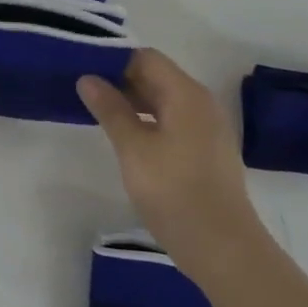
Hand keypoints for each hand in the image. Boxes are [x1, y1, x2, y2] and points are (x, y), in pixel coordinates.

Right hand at [77, 49, 262, 278]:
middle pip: (157, 77)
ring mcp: (208, 128)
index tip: (84, 71)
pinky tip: (128, 141)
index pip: (146, 58)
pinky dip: (150, 122)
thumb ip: (110, 109)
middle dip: (121, 81)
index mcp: (186, 94)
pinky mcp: (208, 151)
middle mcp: (201, 103)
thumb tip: (88, 78)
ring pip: (165, 101)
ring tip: (100, 116)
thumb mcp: (133, 148)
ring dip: (134, 103)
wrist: (223, 248)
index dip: (114, 61)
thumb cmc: (174, 191)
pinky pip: (174, 122)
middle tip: (85, 93)